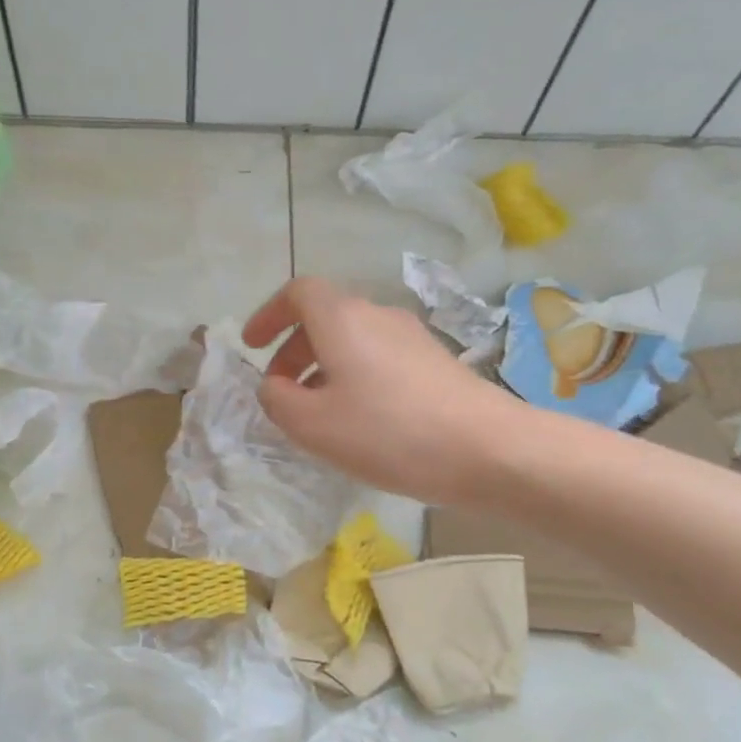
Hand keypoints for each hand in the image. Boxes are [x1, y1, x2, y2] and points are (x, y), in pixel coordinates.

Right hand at [243, 277, 521, 505]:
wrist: (488, 449)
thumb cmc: (388, 432)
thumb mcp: (312, 425)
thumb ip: (277, 400)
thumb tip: (273, 386)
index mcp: (342, 319)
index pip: (298, 292)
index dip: (268, 314)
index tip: (252, 346)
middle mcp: (377, 316)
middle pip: (324, 316)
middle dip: (292, 349)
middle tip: (279, 389)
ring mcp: (412, 337)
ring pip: (352, 340)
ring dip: (323, 367)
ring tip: (317, 412)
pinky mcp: (435, 363)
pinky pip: (379, 358)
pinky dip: (354, 377)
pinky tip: (360, 420)